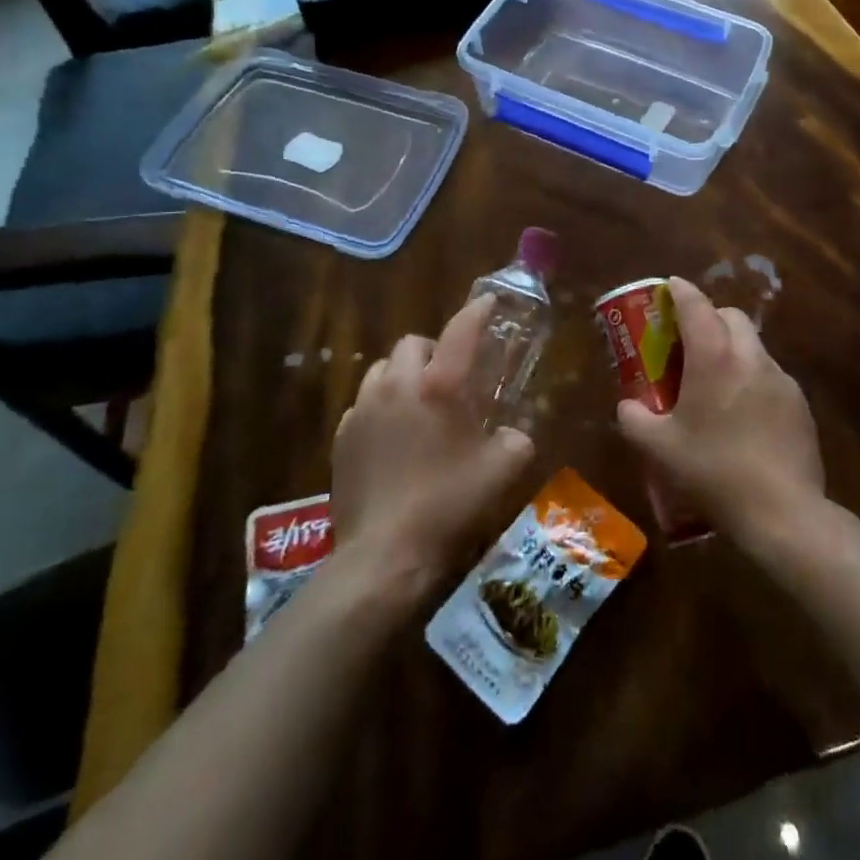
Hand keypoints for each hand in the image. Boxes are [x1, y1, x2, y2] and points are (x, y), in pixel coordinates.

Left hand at [332, 295, 535, 593]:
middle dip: (432, 351)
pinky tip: (391, 439)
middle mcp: (398, 385)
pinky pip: (363, 404)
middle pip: (412, 343)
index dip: (477, 311)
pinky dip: (380, 408)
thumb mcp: (503, 471)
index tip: (488, 303)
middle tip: (448, 379)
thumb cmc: (450, 505)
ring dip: (401, 376)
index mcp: (440, 385)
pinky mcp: (341, 436)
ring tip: (416, 406)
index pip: (461, 330)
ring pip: (382, 370)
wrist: (385, 555)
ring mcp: (363, 408)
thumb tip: (515, 434)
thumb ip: (517, 440)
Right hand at [615, 277, 824, 544]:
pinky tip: (744, 415)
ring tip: (716, 382)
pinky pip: (770, 376)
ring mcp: (781, 379)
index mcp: (714, 357)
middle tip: (689, 341)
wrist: (783, 513)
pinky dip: (752, 379)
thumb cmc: (714, 472)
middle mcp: (750, 357)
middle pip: (731, 316)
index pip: (696, 305)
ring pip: (753, 346)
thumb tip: (628, 406)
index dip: (680, 291)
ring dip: (733, 349)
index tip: (669, 287)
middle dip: (710, 317)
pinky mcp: (800, 404)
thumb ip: (634, 419)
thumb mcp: (659, 449)